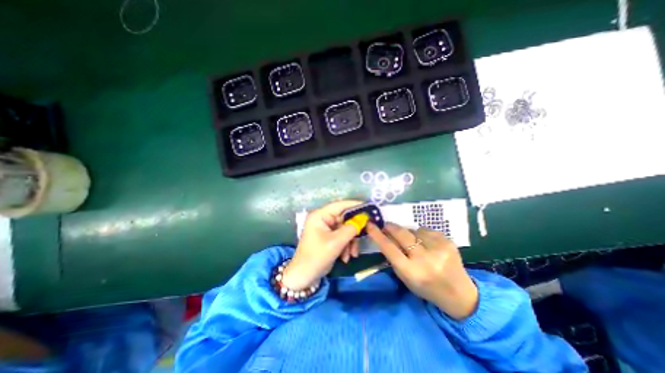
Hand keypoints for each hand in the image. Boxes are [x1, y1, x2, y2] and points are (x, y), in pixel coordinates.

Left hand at [282, 200, 362, 291]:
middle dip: (354, 230)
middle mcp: (323, 219)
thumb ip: (351, 229)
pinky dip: (346, 246)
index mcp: (320, 215)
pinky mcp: (329, 237)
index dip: (355, 205)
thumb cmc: (316, 257)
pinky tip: (346, 257)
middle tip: (366, 234)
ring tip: (352, 254)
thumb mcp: (336, 242)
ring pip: (345, 229)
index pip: (340, 205)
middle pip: (344, 218)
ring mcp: (326, 228)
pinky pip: (342, 237)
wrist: (304, 276)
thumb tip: (363, 219)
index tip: (369, 207)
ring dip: (351, 241)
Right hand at [366, 223, 480, 319]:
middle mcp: (425, 260)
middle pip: (402, 234)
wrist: (460, 294)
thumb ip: (394, 257)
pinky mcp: (449, 242)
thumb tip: (385, 236)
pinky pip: (427, 230)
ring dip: (410, 233)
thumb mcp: (405, 277)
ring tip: (413, 241)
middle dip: (391, 227)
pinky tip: (427, 243)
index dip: (378, 235)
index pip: (389, 249)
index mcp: (411, 272)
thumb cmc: (426, 287)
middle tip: (387, 225)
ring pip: (414, 230)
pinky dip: (422, 234)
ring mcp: (438, 249)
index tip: (370, 225)